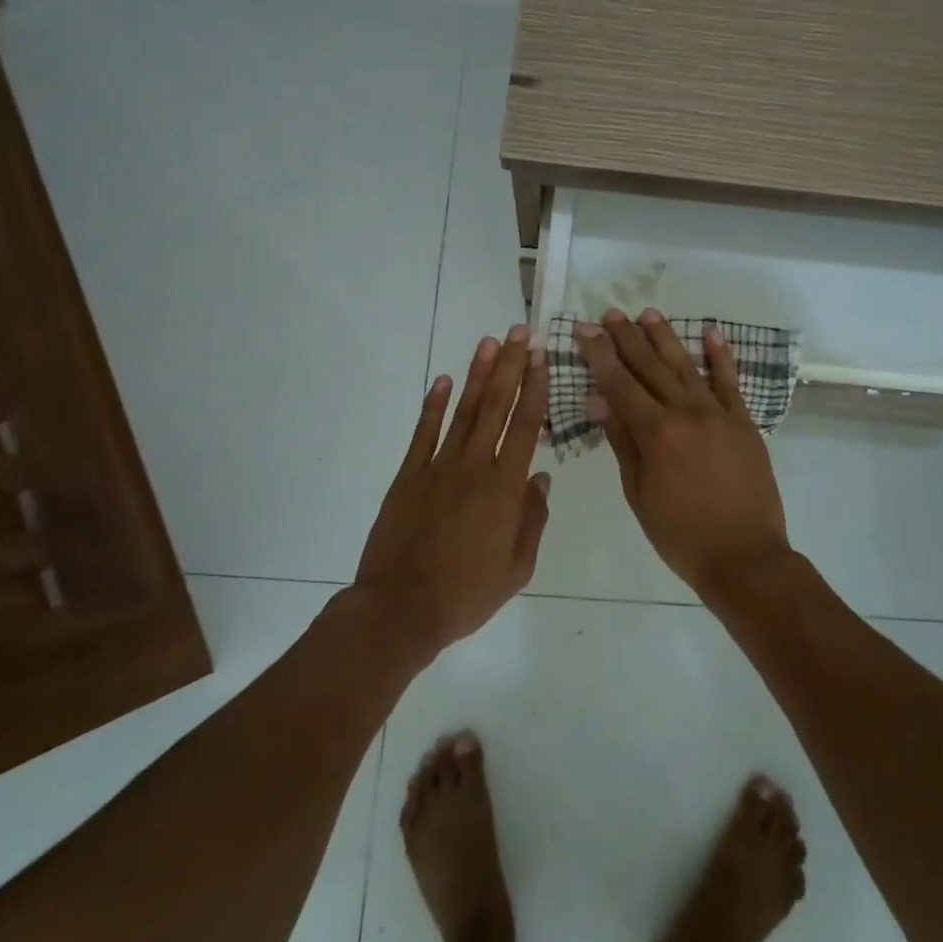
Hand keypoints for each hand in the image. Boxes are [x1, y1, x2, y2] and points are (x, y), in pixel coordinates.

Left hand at [355, 327, 549, 649]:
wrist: (401, 608)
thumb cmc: (467, 593)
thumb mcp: (518, 567)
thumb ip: (533, 518)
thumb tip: (541, 477)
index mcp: (505, 488)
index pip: (526, 426)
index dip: (535, 388)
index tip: (541, 357)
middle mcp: (475, 467)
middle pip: (496, 407)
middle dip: (510, 366)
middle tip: (519, 332)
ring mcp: (438, 467)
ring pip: (462, 411)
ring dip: (476, 375)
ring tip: (488, 342)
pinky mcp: (408, 475)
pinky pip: (423, 433)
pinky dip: (433, 405)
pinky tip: (442, 380)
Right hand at [573, 309, 790, 596]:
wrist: (745, 557)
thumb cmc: (680, 534)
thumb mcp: (639, 493)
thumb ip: (621, 442)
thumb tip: (598, 400)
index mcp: (655, 433)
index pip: (619, 384)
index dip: (599, 356)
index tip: (584, 331)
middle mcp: (686, 413)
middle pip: (650, 367)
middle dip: (627, 338)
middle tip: (610, 314)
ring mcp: (718, 414)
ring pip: (686, 366)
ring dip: (665, 338)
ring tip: (647, 313)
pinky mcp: (744, 422)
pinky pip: (730, 382)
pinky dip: (721, 356)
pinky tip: (711, 333)